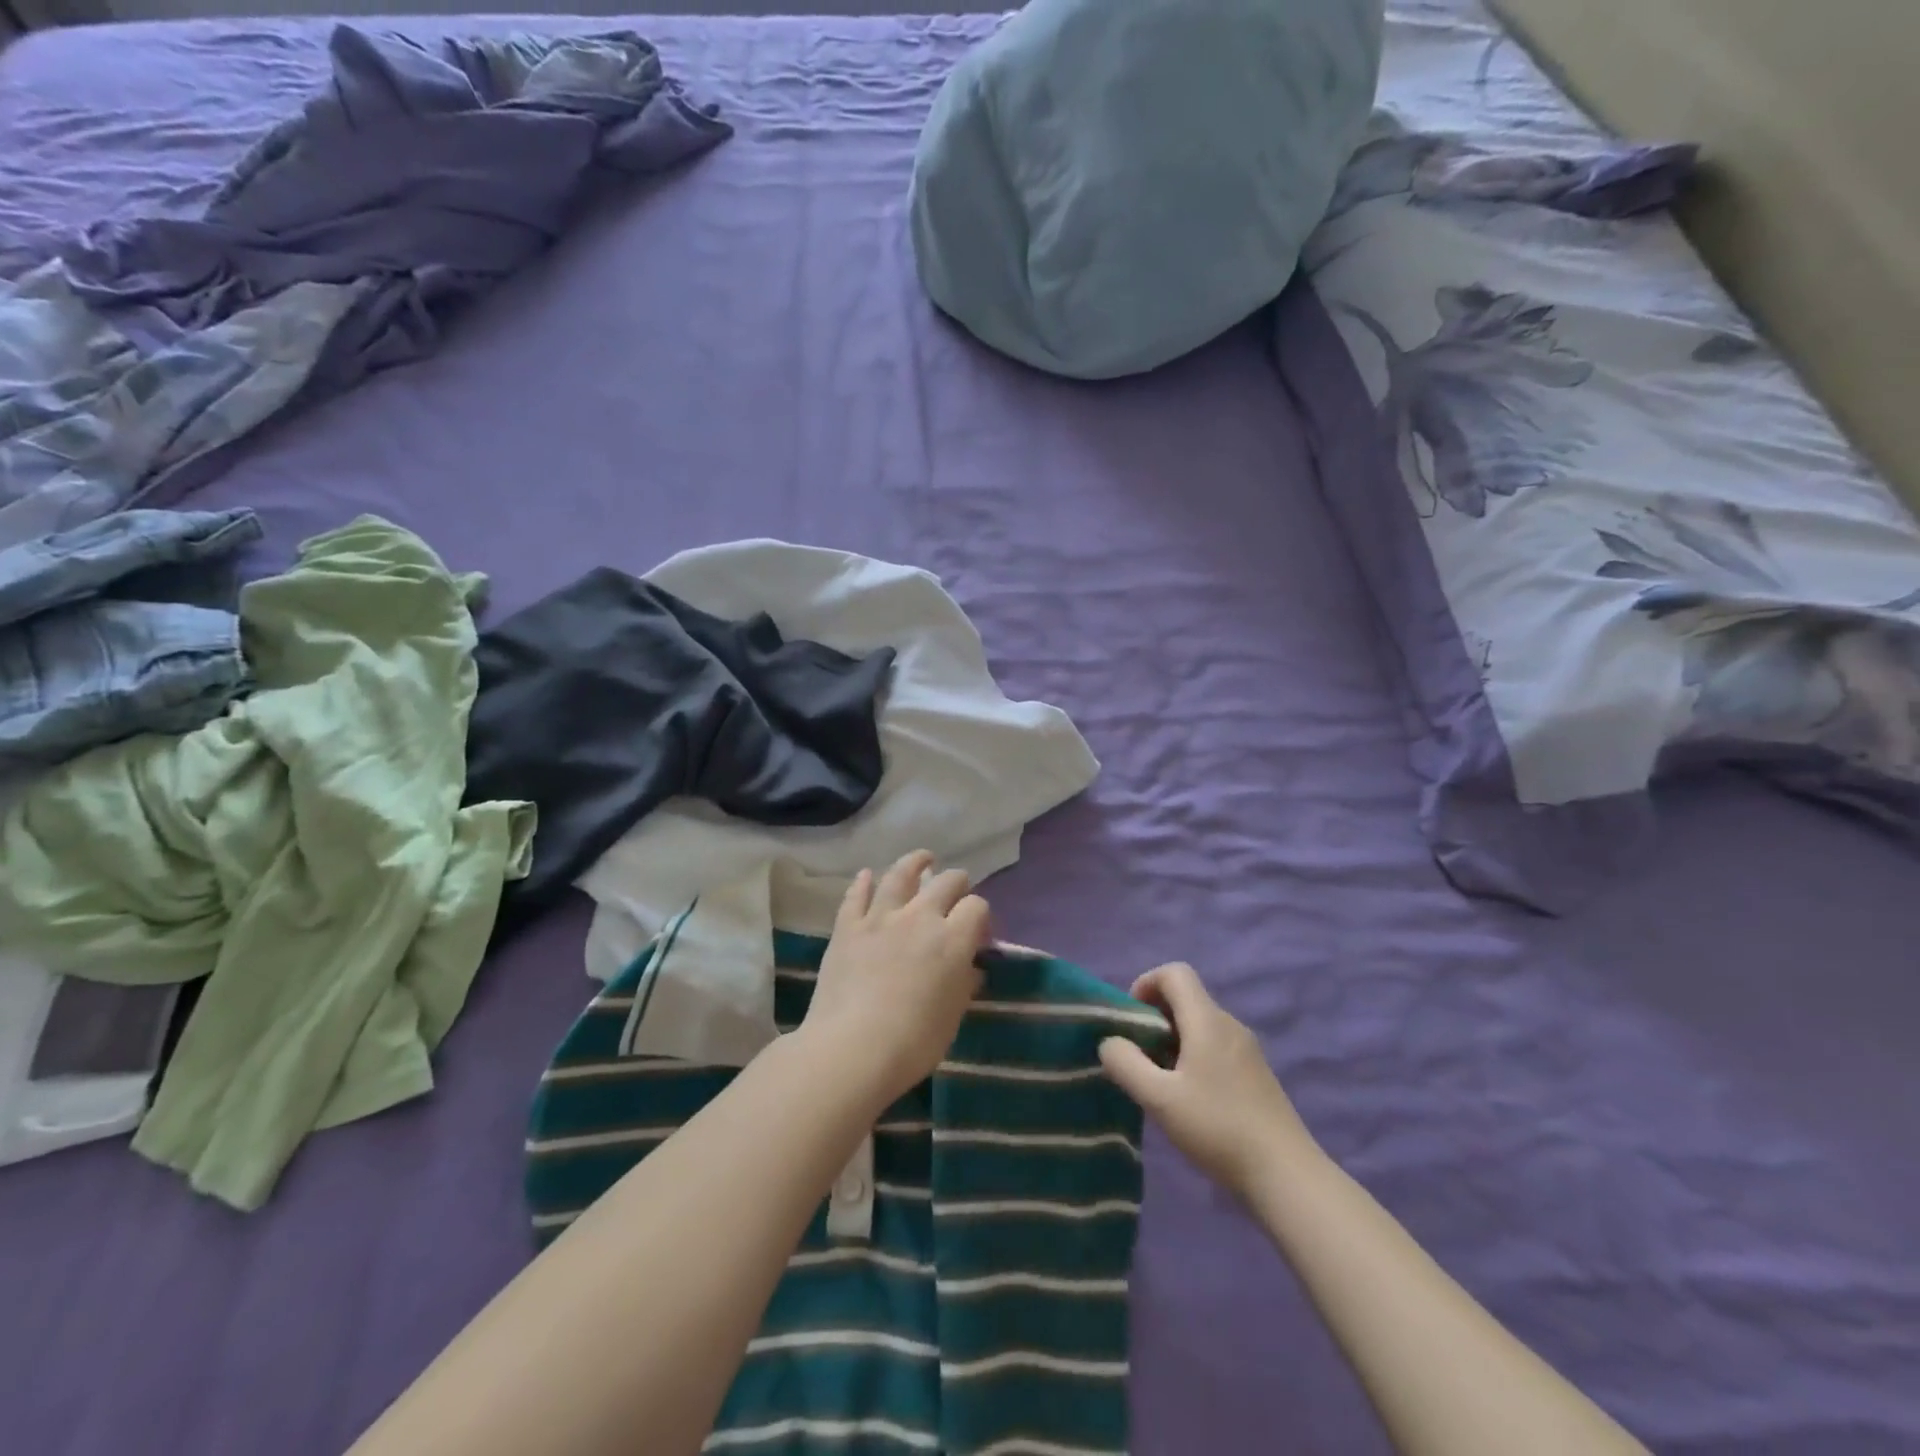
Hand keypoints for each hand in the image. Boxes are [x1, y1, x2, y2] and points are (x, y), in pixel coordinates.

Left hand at [801, 850, 988, 1107]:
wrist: (853, 1048)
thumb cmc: (914, 1042)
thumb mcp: (953, 1016)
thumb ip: (963, 984)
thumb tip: (970, 968)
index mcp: (953, 939)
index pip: (977, 907)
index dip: (981, 916)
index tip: (978, 933)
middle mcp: (920, 917)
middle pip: (946, 882)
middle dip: (957, 883)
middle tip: (956, 893)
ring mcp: (881, 917)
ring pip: (901, 875)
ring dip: (915, 863)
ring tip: (923, 859)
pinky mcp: (848, 927)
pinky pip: (857, 895)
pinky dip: (863, 882)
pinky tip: (867, 875)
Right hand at [1099, 962, 1319, 1196]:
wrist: (1286, 1175)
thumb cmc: (1217, 1128)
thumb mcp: (1159, 1099)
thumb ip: (1125, 1063)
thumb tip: (1110, 1042)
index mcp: (1207, 1020)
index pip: (1175, 972)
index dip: (1146, 983)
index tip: (1131, 1019)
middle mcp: (1229, 1025)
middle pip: (1187, 998)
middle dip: (1155, 1017)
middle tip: (1138, 1055)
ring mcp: (1247, 1050)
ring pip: (1201, 1024)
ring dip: (1173, 1039)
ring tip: (1160, 1081)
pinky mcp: (1256, 1074)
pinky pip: (1216, 1046)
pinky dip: (1193, 1056)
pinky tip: (1189, 1098)